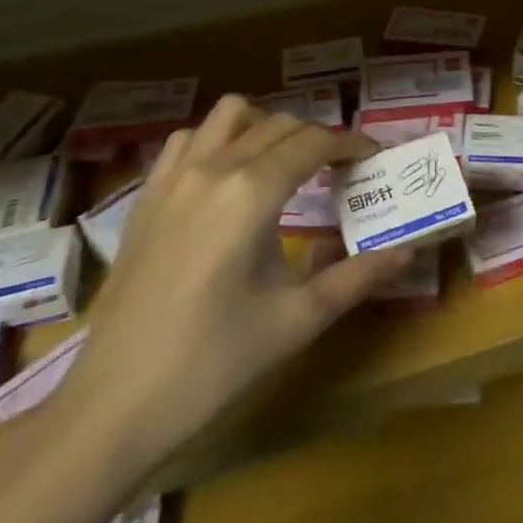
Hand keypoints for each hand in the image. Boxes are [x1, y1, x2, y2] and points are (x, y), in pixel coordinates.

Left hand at [48, 96, 411, 476]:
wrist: (115, 405)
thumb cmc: (214, 362)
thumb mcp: (298, 319)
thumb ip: (357, 277)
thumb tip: (407, 251)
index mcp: (252, 192)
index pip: (314, 142)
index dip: (350, 143)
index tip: (373, 156)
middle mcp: (213, 168)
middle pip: (279, 124)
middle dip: (317, 137)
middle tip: (339, 168)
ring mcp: (172, 178)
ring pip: (229, 116)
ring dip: (264, 127)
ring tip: (283, 162)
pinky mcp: (146, 197)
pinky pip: (187, 140)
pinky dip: (217, 141)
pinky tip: (227, 177)